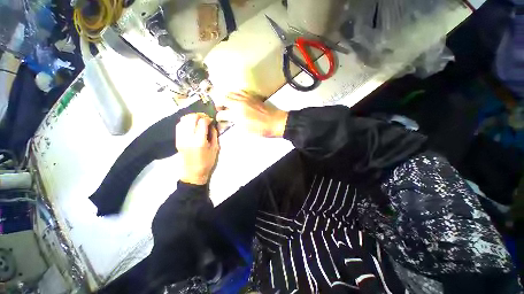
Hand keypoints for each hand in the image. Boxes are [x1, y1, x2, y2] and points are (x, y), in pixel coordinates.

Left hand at [176, 113, 219, 184]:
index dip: (207, 119)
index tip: (211, 120)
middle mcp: (188, 138)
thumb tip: (212, 124)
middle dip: (199, 115)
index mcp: (199, 141)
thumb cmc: (207, 161)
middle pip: (191, 118)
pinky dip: (185, 121)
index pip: (202, 122)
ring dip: (191, 117)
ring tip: (198, 119)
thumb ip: (214, 135)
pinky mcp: (177, 140)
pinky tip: (191, 124)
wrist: (193, 172)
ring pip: (183, 120)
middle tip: (205, 118)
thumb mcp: (215, 148)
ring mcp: (180, 138)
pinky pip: (179, 125)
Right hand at [216, 91, 288, 137]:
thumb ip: (236, 124)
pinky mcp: (251, 96)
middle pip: (223, 99)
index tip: (219, 119)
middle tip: (221, 109)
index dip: (219, 117)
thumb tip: (231, 121)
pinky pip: (240, 91)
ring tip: (227, 103)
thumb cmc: (260, 129)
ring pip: (230, 93)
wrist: (274, 122)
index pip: (222, 113)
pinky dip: (235, 94)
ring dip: (226, 98)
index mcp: (236, 114)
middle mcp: (239, 104)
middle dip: (219, 104)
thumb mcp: (246, 131)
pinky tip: (237, 99)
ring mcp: (245, 98)